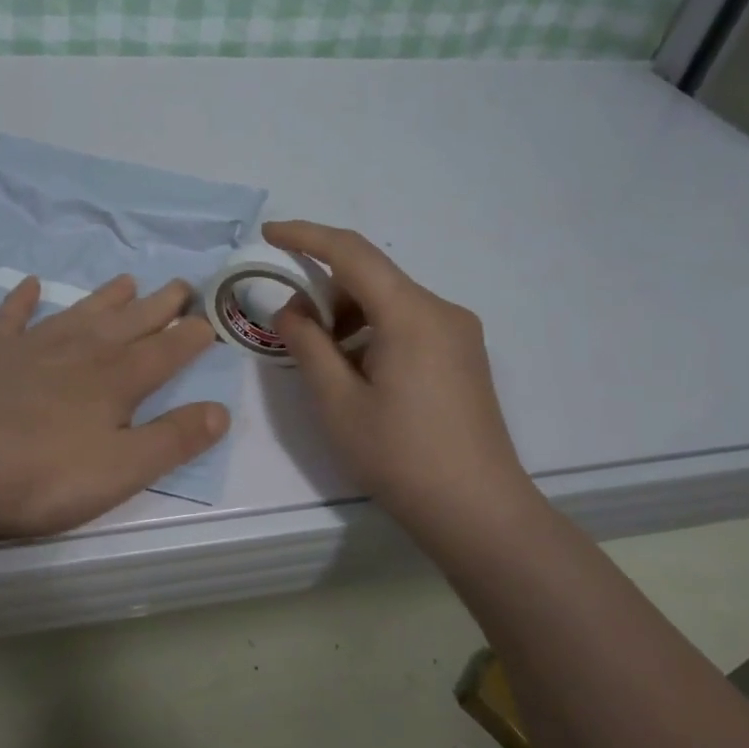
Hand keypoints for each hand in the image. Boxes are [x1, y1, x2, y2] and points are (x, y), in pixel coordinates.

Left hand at [0, 274, 228, 545]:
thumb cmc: (42, 476)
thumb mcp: (122, 469)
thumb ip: (174, 439)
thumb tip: (221, 411)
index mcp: (117, 380)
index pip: (166, 351)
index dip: (192, 336)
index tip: (212, 319)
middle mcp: (80, 351)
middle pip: (130, 322)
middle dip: (161, 305)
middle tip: (182, 285)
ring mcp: (31, 346)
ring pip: (80, 312)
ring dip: (106, 297)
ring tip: (128, 280)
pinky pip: (10, 316)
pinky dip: (22, 300)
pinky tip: (30, 285)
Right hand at [262, 220, 537, 544]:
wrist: (478, 512)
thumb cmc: (400, 456)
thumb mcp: (337, 402)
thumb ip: (308, 344)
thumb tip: (292, 310)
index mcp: (411, 314)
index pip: (352, 252)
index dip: (306, 236)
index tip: (269, 234)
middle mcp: (441, 310)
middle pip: (372, 277)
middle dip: (326, 291)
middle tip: (292, 329)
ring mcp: (459, 333)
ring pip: (390, 301)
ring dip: (349, 315)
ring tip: (326, 362)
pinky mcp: (464, 355)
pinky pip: (409, 323)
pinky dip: (374, 332)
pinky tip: (361, 374)